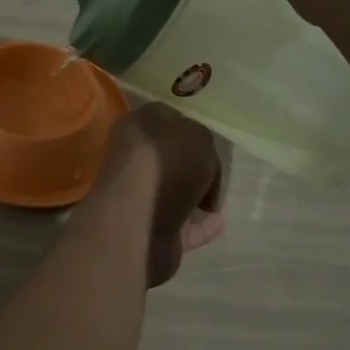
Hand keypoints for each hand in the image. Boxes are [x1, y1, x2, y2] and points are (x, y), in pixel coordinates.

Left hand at [95, 103, 225, 286]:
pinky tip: (218, 223)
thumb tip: (199, 160)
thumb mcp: (196, 135)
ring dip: (194, 196)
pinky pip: (180, 225)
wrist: (138, 220)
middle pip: (168, 158)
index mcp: (136, 127)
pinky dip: (198, 225)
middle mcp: (132, 159)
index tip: (209, 142)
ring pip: (172, 192)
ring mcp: (137, 196)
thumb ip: (201, 140)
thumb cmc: (165, 164)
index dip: (189, 128)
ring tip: (217, 201)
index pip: (164, 119)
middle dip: (192, 165)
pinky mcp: (147, 230)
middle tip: (215, 174)